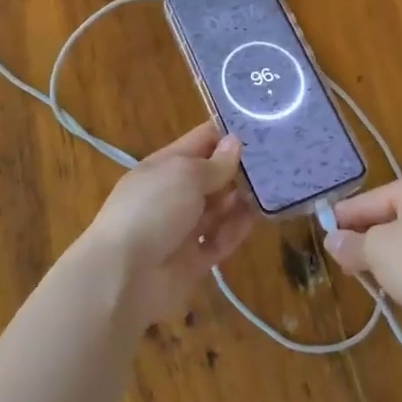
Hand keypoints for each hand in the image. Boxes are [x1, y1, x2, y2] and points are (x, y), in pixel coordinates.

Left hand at [80, 123, 258, 328]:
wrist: (123, 276)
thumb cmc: (153, 210)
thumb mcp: (185, 175)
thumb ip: (215, 163)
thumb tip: (234, 143)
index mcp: (165, 166)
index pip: (201, 140)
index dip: (227, 133)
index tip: (262, 125)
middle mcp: (173, 194)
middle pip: (212, 175)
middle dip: (240, 168)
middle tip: (278, 160)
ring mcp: (182, 229)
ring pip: (218, 209)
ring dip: (240, 199)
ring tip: (272, 188)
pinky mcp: (192, 261)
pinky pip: (219, 240)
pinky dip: (235, 230)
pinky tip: (256, 218)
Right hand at [321, 166, 401, 331]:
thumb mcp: (379, 253)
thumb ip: (352, 245)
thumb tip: (332, 239)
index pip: (370, 200)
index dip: (344, 220)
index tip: (325, 236)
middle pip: (393, 216)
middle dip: (370, 239)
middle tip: (348, 263)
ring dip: (394, 255)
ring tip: (375, 278)